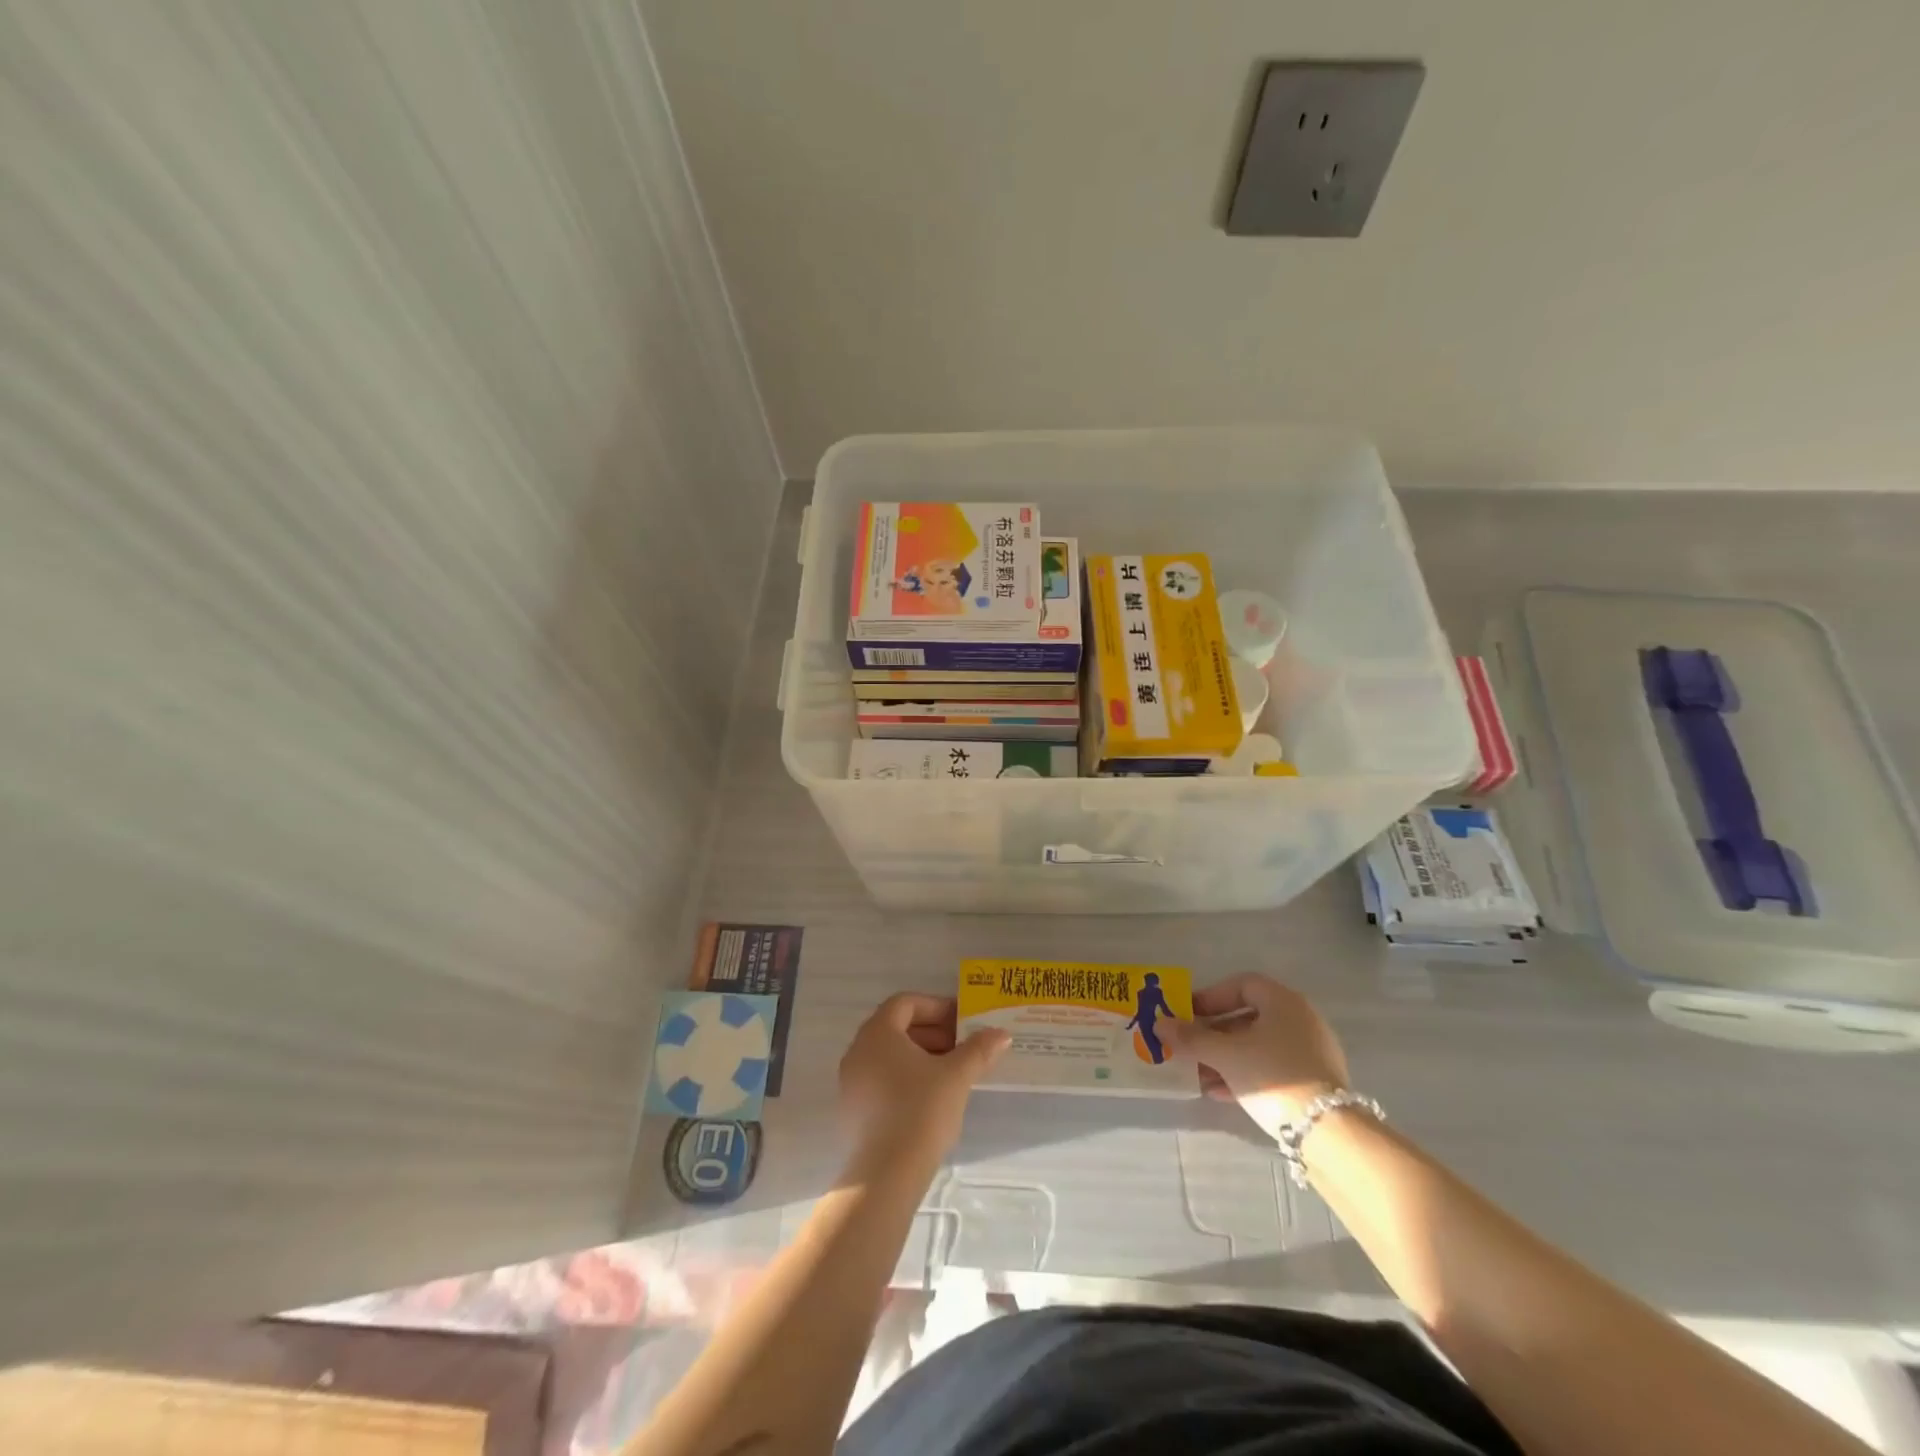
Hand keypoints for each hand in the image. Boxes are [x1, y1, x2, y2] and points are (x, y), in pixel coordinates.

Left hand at [838, 994, 1009, 1171]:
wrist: (885, 1176)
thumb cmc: (920, 1111)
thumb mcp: (956, 1076)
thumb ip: (978, 1049)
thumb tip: (1001, 1034)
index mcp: (877, 1033)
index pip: (906, 1003)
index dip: (937, 1007)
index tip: (962, 1022)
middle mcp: (858, 1051)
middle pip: (896, 1028)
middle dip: (932, 1033)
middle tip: (962, 1047)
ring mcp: (851, 1082)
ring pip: (889, 1056)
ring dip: (921, 1057)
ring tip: (951, 1074)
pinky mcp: (852, 1111)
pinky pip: (881, 1080)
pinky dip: (905, 1079)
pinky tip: (930, 1100)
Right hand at [1161, 974, 1348, 1138]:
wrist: (1330, 1133)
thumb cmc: (1273, 1075)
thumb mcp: (1225, 1055)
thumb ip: (1191, 1038)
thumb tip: (1159, 1024)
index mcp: (1283, 1002)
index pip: (1241, 985)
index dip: (1211, 997)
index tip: (1187, 1014)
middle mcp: (1301, 1020)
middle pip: (1248, 1017)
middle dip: (1213, 1032)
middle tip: (1188, 1046)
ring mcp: (1311, 1052)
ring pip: (1258, 1046)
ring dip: (1225, 1057)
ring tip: (1197, 1074)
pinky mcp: (1315, 1083)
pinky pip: (1271, 1068)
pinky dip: (1244, 1074)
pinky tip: (1220, 1092)